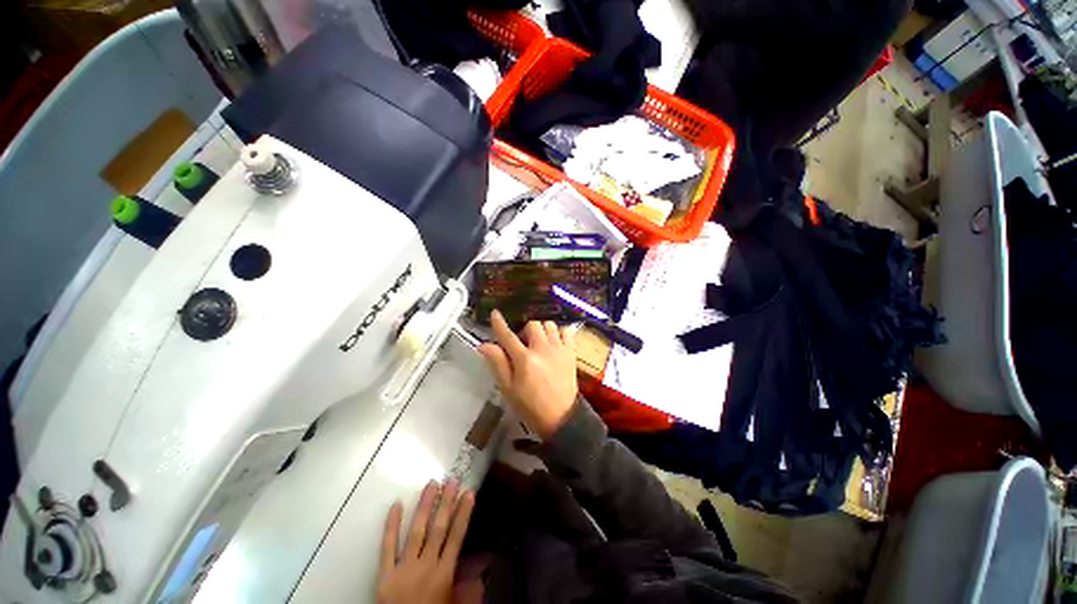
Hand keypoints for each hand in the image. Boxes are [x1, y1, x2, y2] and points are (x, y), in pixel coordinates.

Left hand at [377, 480, 474, 603]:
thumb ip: (467, 586)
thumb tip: (484, 564)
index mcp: (443, 574)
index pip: (456, 537)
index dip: (463, 514)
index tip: (469, 493)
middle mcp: (425, 566)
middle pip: (438, 529)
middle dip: (446, 503)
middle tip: (451, 481)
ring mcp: (403, 569)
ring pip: (416, 531)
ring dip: (425, 506)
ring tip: (432, 484)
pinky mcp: (384, 575)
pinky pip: (387, 547)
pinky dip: (391, 525)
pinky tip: (397, 504)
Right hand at [478, 310, 578, 438]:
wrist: (561, 418)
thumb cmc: (530, 406)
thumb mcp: (508, 388)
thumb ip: (498, 364)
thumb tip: (485, 345)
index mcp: (524, 359)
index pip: (508, 336)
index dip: (499, 323)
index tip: (495, 313)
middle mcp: (542, 349)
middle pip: (532, 324)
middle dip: (524, 328)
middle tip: (522, 341)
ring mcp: (559, 349)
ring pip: (549, 324)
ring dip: (541, 328)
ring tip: (538, 340)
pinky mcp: (571, 352)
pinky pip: (566, 331)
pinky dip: (559, 332)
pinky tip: (554, 341)